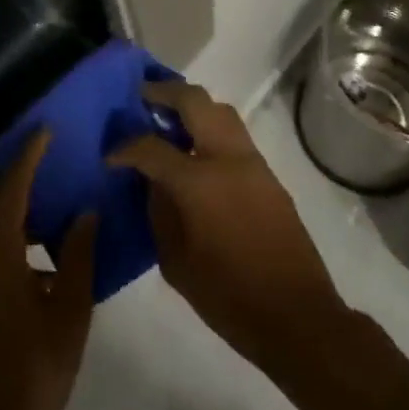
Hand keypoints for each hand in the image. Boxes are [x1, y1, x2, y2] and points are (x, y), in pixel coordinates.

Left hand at [0, 128, 97, 409]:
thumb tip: (85, 213)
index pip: (12, 188)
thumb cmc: (34, 372)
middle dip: (13, 180)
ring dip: (6, 212)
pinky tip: (30, 266)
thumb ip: (78, 257)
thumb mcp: (70, 313)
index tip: (45, 130)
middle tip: (46, 173)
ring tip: (46, 221)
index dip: (28, 156)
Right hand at [109, 83, 346, 380]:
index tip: (111, 156)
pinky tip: (197, 149)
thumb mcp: (176, 262)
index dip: (126, 148)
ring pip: (221, 111)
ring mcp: (253, 163)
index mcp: (199, 181)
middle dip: (165, 93)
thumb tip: (151, 182)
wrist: (298, 316)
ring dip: (193, 105)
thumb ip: (159, 212)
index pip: (152, 147)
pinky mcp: (269, 175)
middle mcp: (228, 158)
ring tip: (169, 117)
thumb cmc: (229, 297)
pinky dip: (212, 128)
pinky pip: (235, 135)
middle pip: (195, 101)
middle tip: (142, 97)